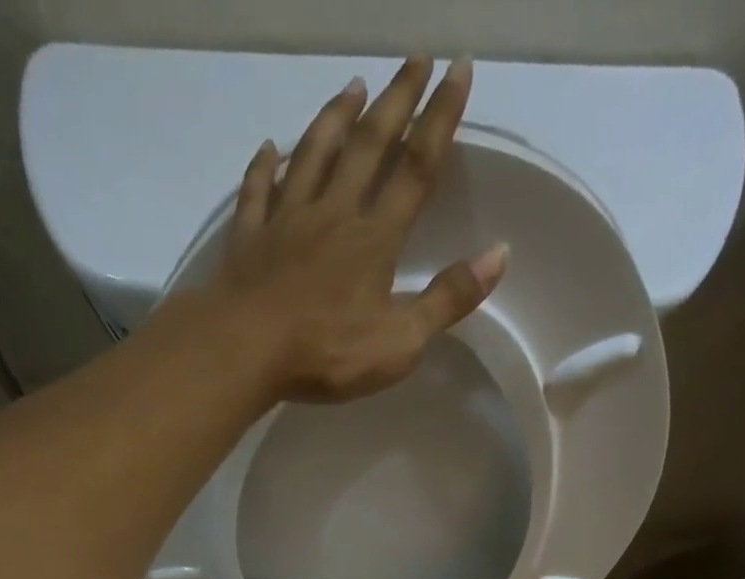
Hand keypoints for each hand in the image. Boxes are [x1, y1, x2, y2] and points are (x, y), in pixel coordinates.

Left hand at [212, 57, 508, 402]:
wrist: (246, 351)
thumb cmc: (327, 353)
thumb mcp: (400, 342)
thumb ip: (448, 300)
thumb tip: (499, 254)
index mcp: (374, 240)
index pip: (416, 169)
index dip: (440, 120)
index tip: (458, 71)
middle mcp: (333, 214)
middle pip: (368, 146)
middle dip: (396, 100)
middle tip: (414, 58)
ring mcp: (286, 222)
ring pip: (313, 155)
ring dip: (335, 118)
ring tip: (353, 87)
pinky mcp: (249, 239)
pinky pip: (257, 191)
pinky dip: (264, 166)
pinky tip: (270, 147)